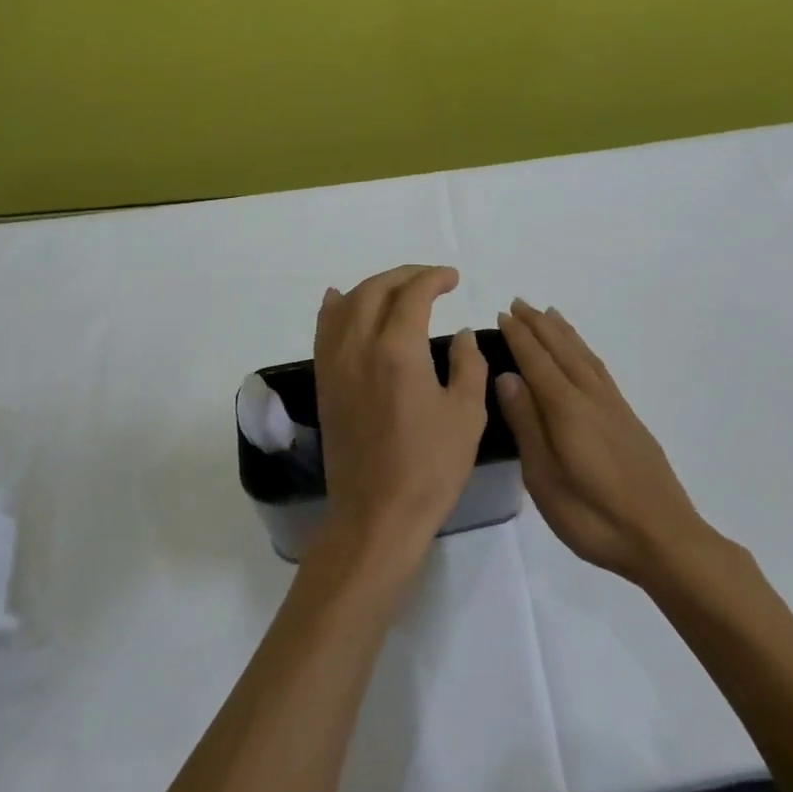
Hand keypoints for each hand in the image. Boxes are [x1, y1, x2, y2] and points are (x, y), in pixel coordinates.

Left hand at [313, 266, 487, 572]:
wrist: (377, 515)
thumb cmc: (430, 467)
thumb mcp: (466, 414)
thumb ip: (468, 363)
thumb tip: (461, 333)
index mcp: (397, 350)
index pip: (412, 294)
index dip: (434, 278)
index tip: (453, 278)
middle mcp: (358, 347)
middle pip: (376, 290)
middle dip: (405, 276)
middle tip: (431, 279)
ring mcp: (335, 364)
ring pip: (346, 305)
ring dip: (373, 287)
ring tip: (397, 289)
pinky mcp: (324, 383)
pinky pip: (324, 330)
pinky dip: (335, 307)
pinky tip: (340, 299)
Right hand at [496, 300, 703, 583]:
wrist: (664, 537)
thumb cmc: (594, 516)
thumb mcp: (545, 478)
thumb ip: (527, 424)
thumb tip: (507, 376)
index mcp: (567, 409)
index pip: (537, 361)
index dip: (519, 337)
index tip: (502, 314)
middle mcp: (591, 397)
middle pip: (562, 349)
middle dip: (538, 325)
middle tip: (518, 303)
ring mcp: (614, 406)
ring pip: (583, 355)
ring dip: (563, 332)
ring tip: (548, 314)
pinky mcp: (628, 418)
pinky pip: (599, 368)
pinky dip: (585, 351)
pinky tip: (582, 355)